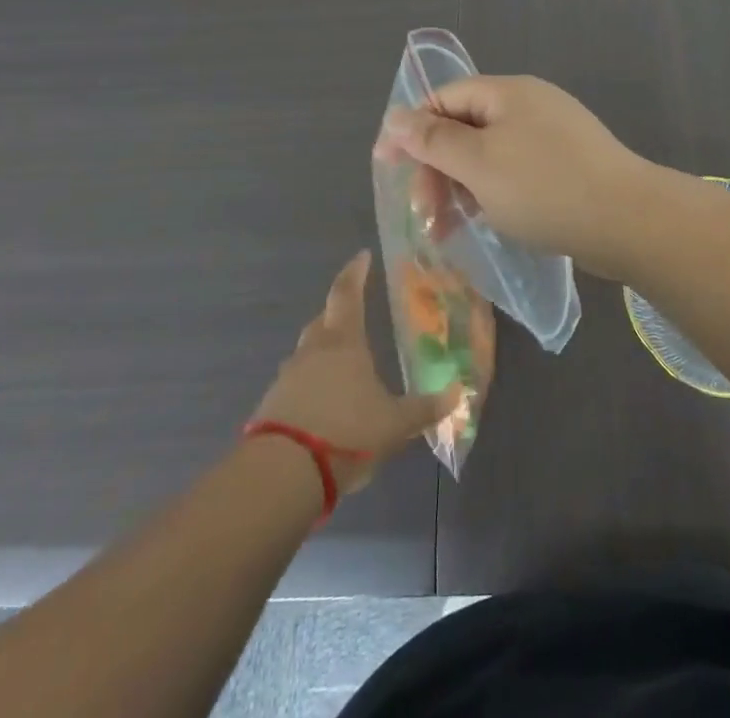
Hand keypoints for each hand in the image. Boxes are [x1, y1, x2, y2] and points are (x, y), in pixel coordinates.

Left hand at [251, 251, 457, 495]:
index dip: (355, 272)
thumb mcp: (394, 424)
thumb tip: (457, 393)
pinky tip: (322, 404)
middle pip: (323, 320)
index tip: (362, 255)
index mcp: (343, 342)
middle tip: (354, 313)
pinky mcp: (271, 407)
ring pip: (306, 353)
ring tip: (341, 366)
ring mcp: (287, 378)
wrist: (282, 475)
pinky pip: (295, 384)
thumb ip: (424, 408)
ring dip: (322, 352)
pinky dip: (309, 385)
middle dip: (338, 313)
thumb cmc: (346, 433)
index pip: (347, 293)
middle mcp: (312, 351)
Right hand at [376, 75, 658, 278]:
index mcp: (507, 92)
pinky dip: (493, 193)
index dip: (411, 129)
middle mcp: (530, 105)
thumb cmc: (544, 187)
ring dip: (461, 186)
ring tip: (448, 227)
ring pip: (490, 154)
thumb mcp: (478, 163)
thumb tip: (396, 116)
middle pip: (466, 126)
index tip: (386, 167)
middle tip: (424, 213)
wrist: (628, 221)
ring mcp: (552, 135)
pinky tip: (486, 221)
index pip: (444, 98)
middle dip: (437, 167)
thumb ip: (434, 140)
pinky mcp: (567, 165)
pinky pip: (516, 171)